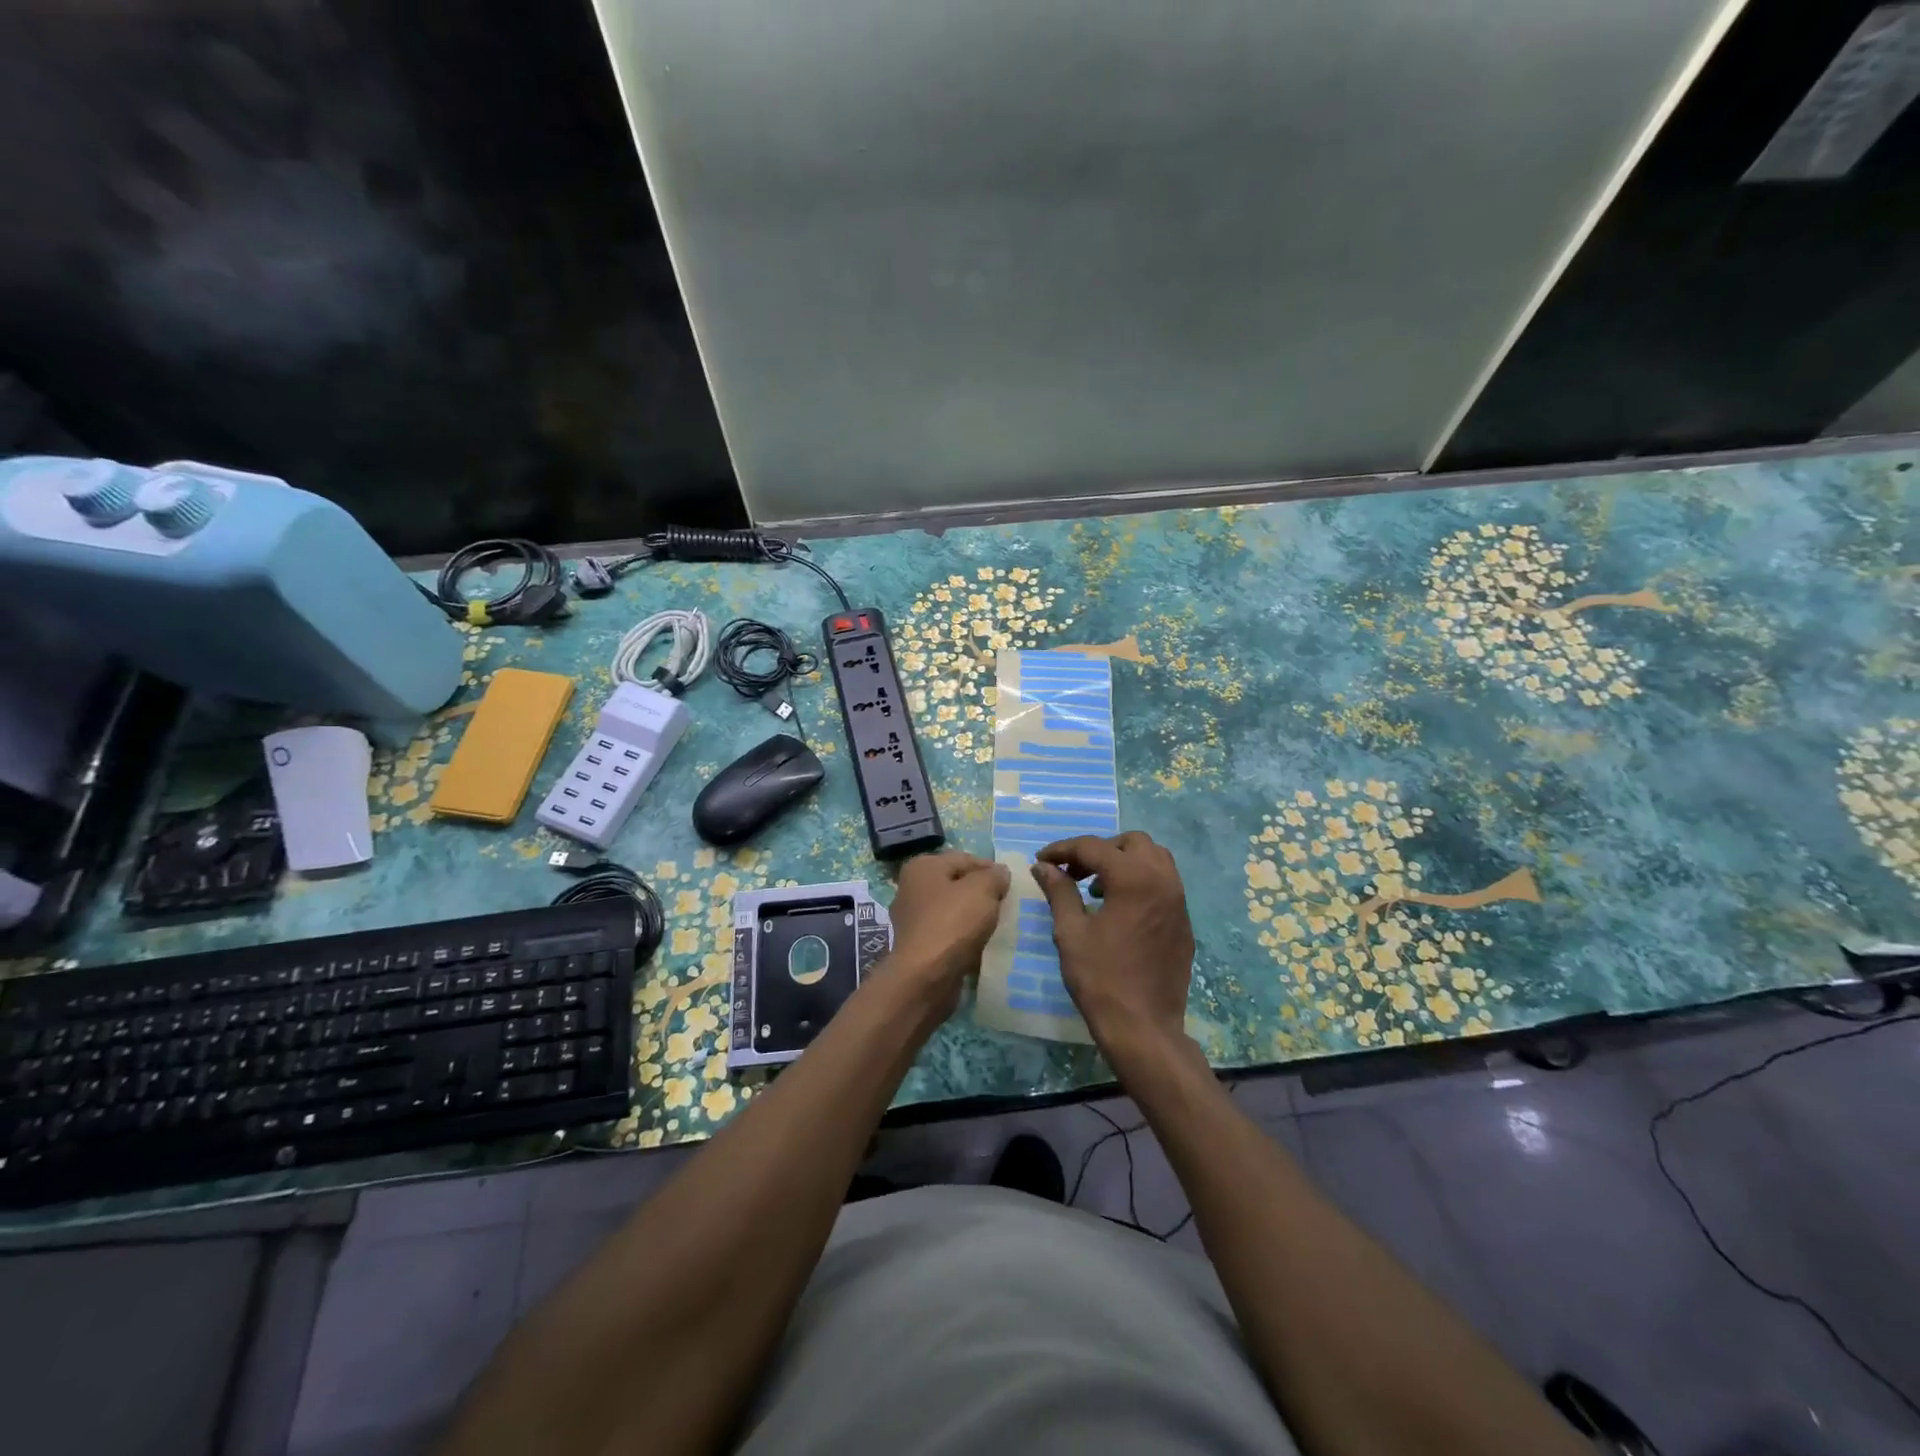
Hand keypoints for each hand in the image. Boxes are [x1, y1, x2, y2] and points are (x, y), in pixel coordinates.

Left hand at [885, 851, 1011, 1014]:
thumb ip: (994, 876)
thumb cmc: (953, 923)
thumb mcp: (982, 889)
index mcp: (923, 867)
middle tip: (1006, 905)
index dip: (991, 869)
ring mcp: (913, 919)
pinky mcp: (918, 946)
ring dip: (973, 917)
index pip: (965, 858)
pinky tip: (981, 946)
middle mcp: (912, 888)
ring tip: (997, 926)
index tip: (1011, 885)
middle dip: (982, 893)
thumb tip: (1000, 873)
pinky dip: (964, 937)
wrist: (926, 977)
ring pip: (953, 910)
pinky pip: (948, 934)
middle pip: (957, 884)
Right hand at [1032, 831, 1194, 1057]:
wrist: (1144, 1028)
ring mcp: (1179, 901)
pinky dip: (1141, 881)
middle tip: (1074, 872)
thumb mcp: (1070, 932)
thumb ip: (1058, 891)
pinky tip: (1120, 908)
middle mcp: (1163, 880)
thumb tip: (1043, 866)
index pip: (1094, 847)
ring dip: (1124, 862)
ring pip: (1154, 859)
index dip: (1063, 849)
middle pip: (1131, 843)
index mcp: (1134, 878)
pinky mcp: (1184, 921)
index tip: (1041, 860)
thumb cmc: (1101, 978)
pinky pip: (1164, 884)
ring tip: (1097, 888)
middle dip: (1099, 850)